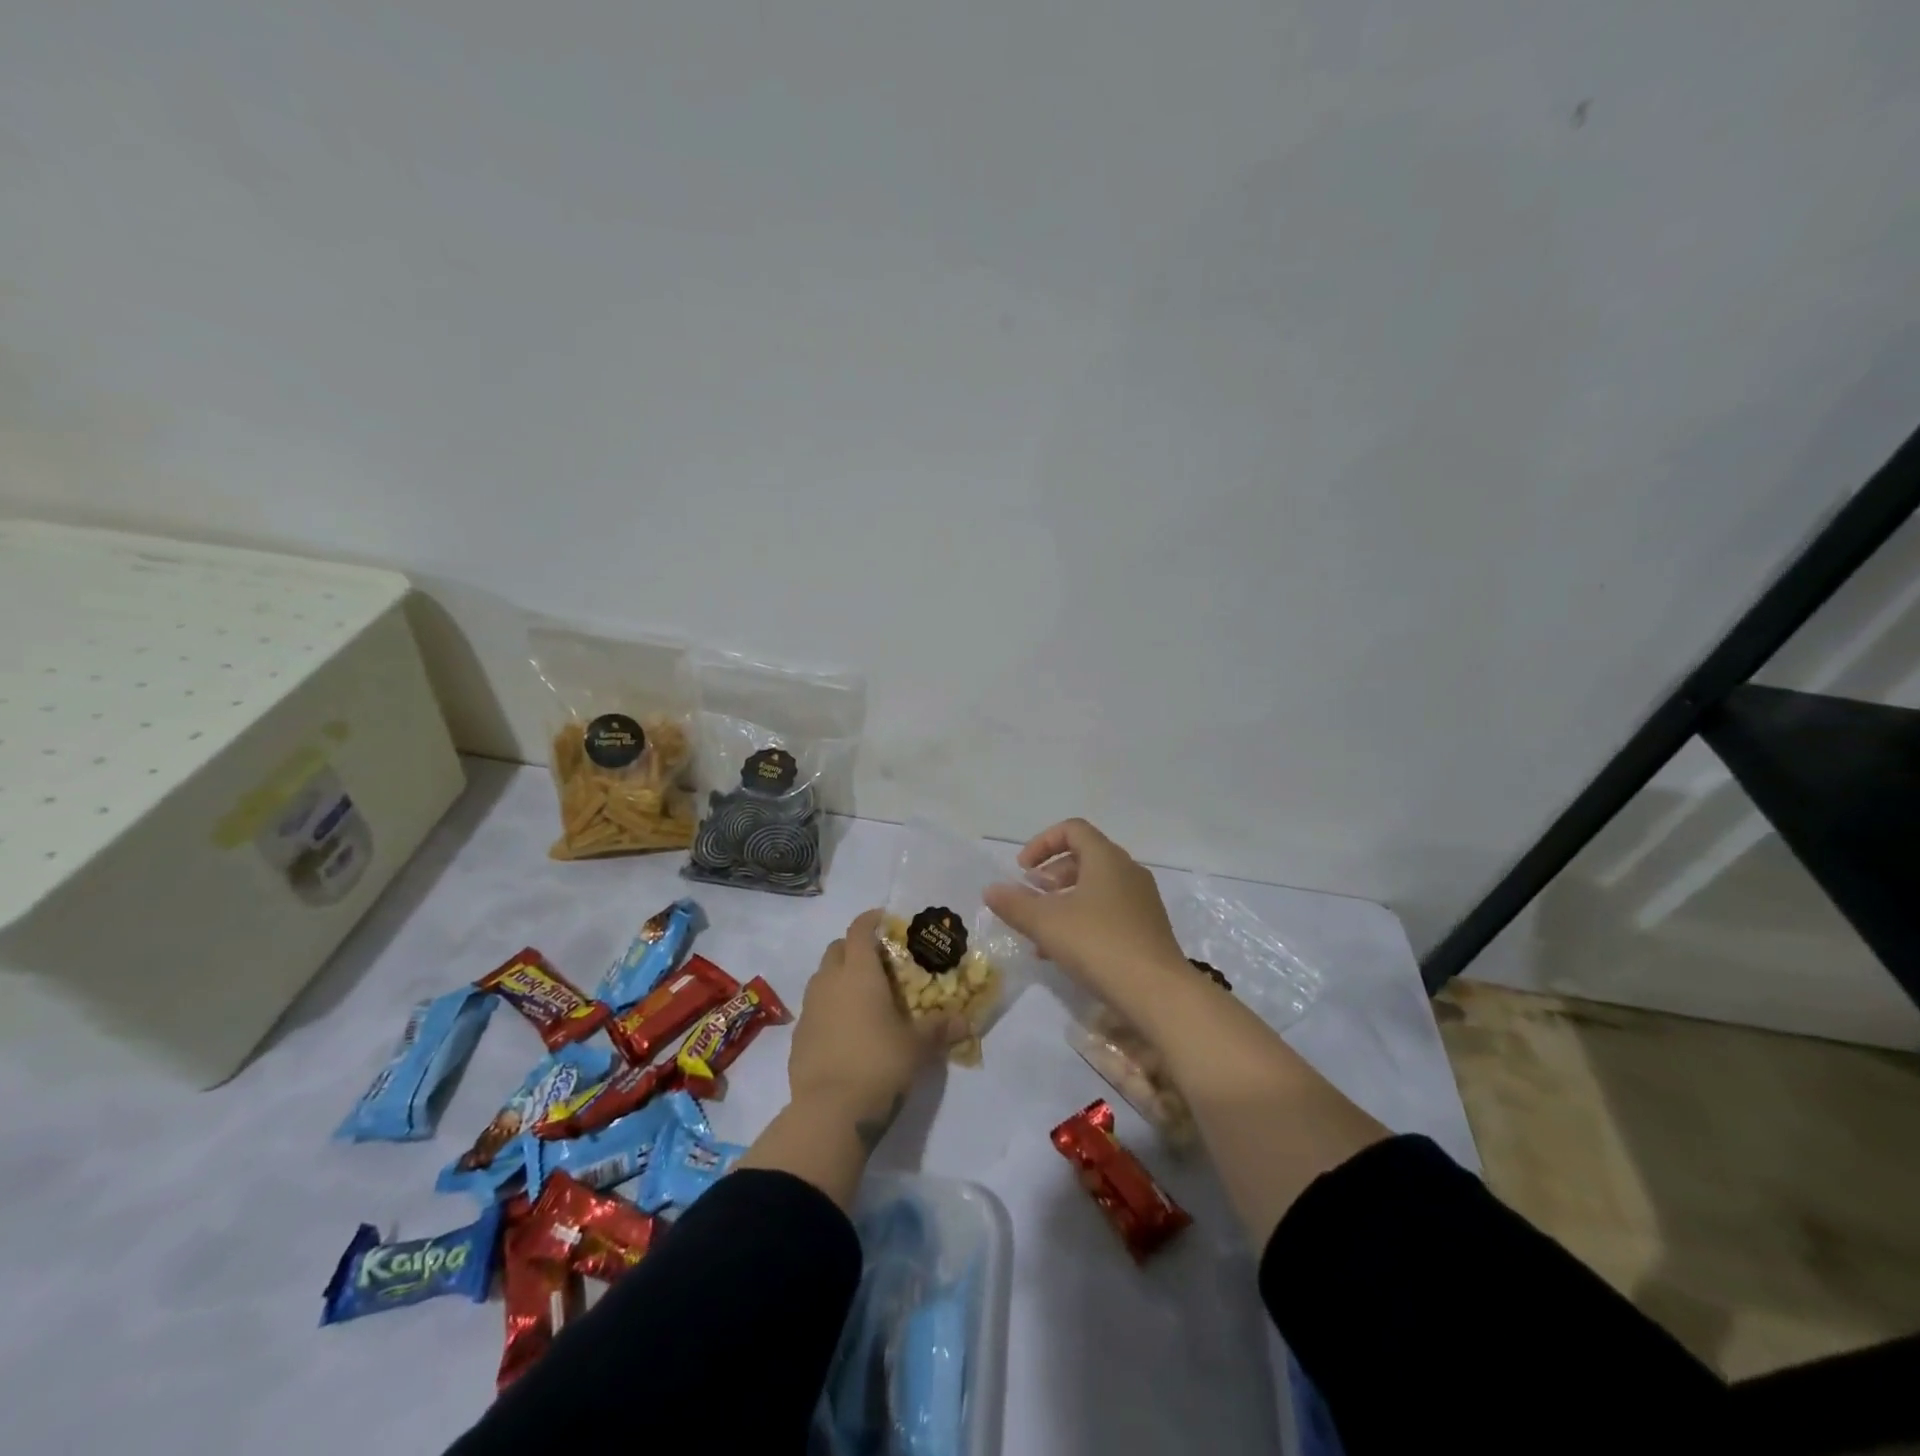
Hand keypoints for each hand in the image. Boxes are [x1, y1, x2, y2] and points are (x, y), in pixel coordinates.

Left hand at [788, 910, 960, 1134]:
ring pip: (822, 977)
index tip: (885, 920)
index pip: (860, 930)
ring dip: (839, 976)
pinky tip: (845, 1029)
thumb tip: (966, 1022)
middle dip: (854, 948)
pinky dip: (829, 1007)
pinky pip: (814, 1007)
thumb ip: (940, 1029)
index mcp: (859, 973)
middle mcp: (830, 982)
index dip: (871, 920)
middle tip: (878, 961)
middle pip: (836, 949)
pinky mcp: (798, 1036)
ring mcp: (809, 1008)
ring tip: (862, 995)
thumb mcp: (917, 1046)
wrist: (830, 1112)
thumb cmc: (879, 1064)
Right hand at [982, 819, 1187, 1013]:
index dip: (1042, 843)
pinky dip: (1083, 919)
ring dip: (1064, 901)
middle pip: (1084, 857)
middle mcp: (1128, 871)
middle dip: (1051, 875)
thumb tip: (990, 889)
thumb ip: (1015, 904)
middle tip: (1031, 898)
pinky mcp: (1148, 928)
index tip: (1022, 870)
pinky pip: (1109, 911)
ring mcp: (1142, 900)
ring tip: (1041, 930)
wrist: (1157, 993)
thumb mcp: (1046, 923)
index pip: (1072, 829)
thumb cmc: (1098, 944)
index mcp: (1106, 858)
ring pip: (1096, 888)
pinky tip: (1064, 952)